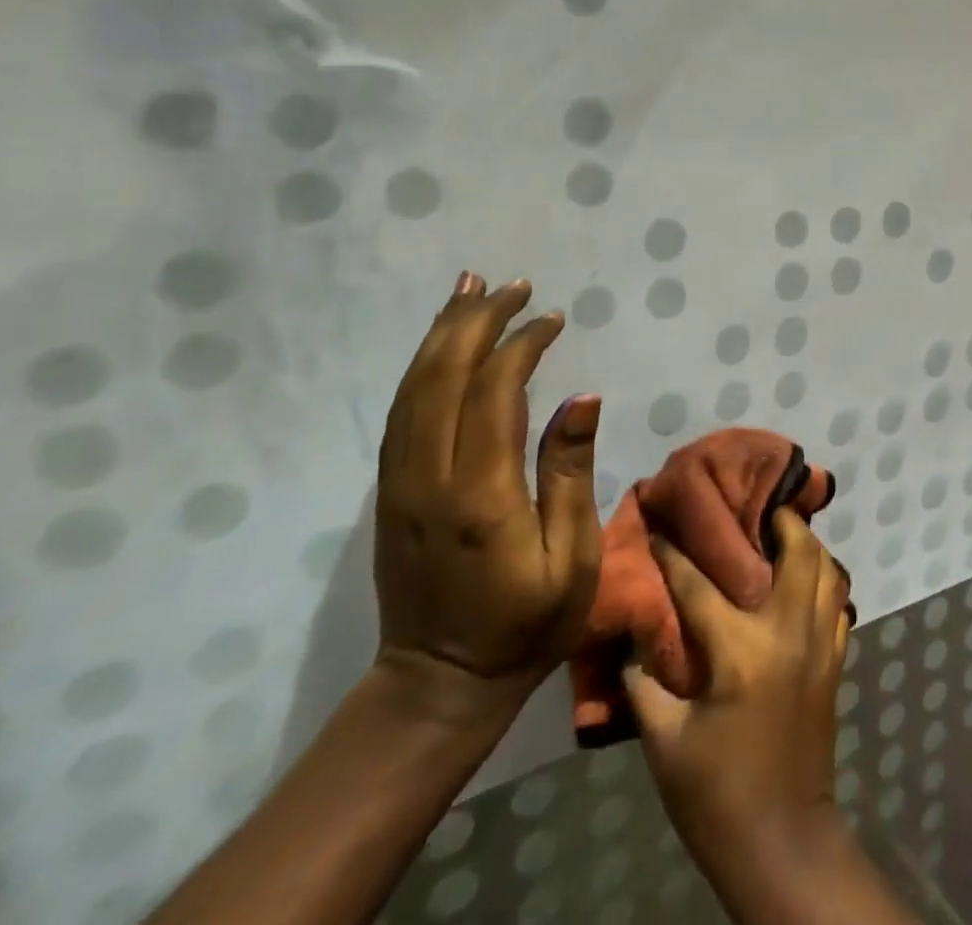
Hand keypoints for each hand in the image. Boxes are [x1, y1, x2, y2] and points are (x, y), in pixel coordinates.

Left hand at [373, 272, 601, 726]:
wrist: (438, 685)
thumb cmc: (526, 624)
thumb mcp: (573, 557)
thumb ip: (571, 473)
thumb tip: (582, 397)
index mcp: (480, 496)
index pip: (494, 394)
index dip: (521, 346)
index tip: (553, 319)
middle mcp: (428, 480)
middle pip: (443, 377)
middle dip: (477, 322)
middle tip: (512, 285)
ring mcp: (398, 485)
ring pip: (413, 388)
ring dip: (443, 333)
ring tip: (471, 289)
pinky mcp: (389, 492)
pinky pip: (402, 412)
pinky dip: (422, 367)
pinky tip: (441, 343)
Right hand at [626, 509, 851, 872]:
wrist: (782, 840)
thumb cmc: (716, 794)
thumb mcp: (664, 742)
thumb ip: (644, 682)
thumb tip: (633, 634)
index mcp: (741, 650)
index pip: (701, 584)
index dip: (674, 551)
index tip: (659, 520)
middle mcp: (788, 631)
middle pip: (797, 549)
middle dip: (777, 518)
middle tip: (752, 505)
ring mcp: (820, 642)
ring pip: (827, 567)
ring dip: (807, 542)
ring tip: (780, 532)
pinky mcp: (835, 659)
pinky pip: (838, 600)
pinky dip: (825, 578)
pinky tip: (804, 578)